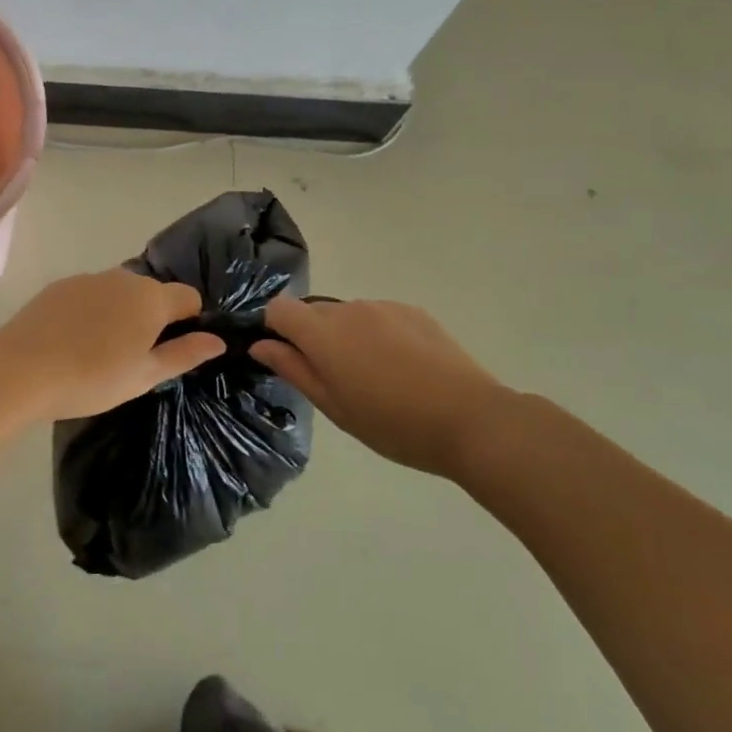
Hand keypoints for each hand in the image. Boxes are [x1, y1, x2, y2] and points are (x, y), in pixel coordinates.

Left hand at [0, 270, 224, 424]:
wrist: (22, 369)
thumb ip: (184, 354)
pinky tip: (75, 339)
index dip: (190, 320)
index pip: (189, 297)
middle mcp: (124, 277)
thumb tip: (217, 340)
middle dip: (153, 317)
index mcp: (151, 298)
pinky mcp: (60, 285)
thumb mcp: (145, 376)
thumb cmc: (92, 378)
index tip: (174, 349)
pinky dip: (93, 310)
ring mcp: (89, 278)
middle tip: (136, 356)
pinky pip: (91, 293)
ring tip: (102, 350)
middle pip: (153, 292)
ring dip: (122, 312)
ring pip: (120, 291)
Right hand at [250, 297, 517, 476]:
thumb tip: (261, 345)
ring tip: (374, 376)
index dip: (275, 329)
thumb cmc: (394, 424)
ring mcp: (383, 307)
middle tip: (335, 378)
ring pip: (346, 314)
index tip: (288, 358)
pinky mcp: (413, 311)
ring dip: (346, 336)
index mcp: (323, 333)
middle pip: (312, 311)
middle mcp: (348, 309)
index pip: (278, 309)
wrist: (471, 419)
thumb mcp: (335, 407)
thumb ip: (294, 370)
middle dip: (312, 336)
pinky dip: (376, 334)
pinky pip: (378, 316)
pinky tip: (402, 367)